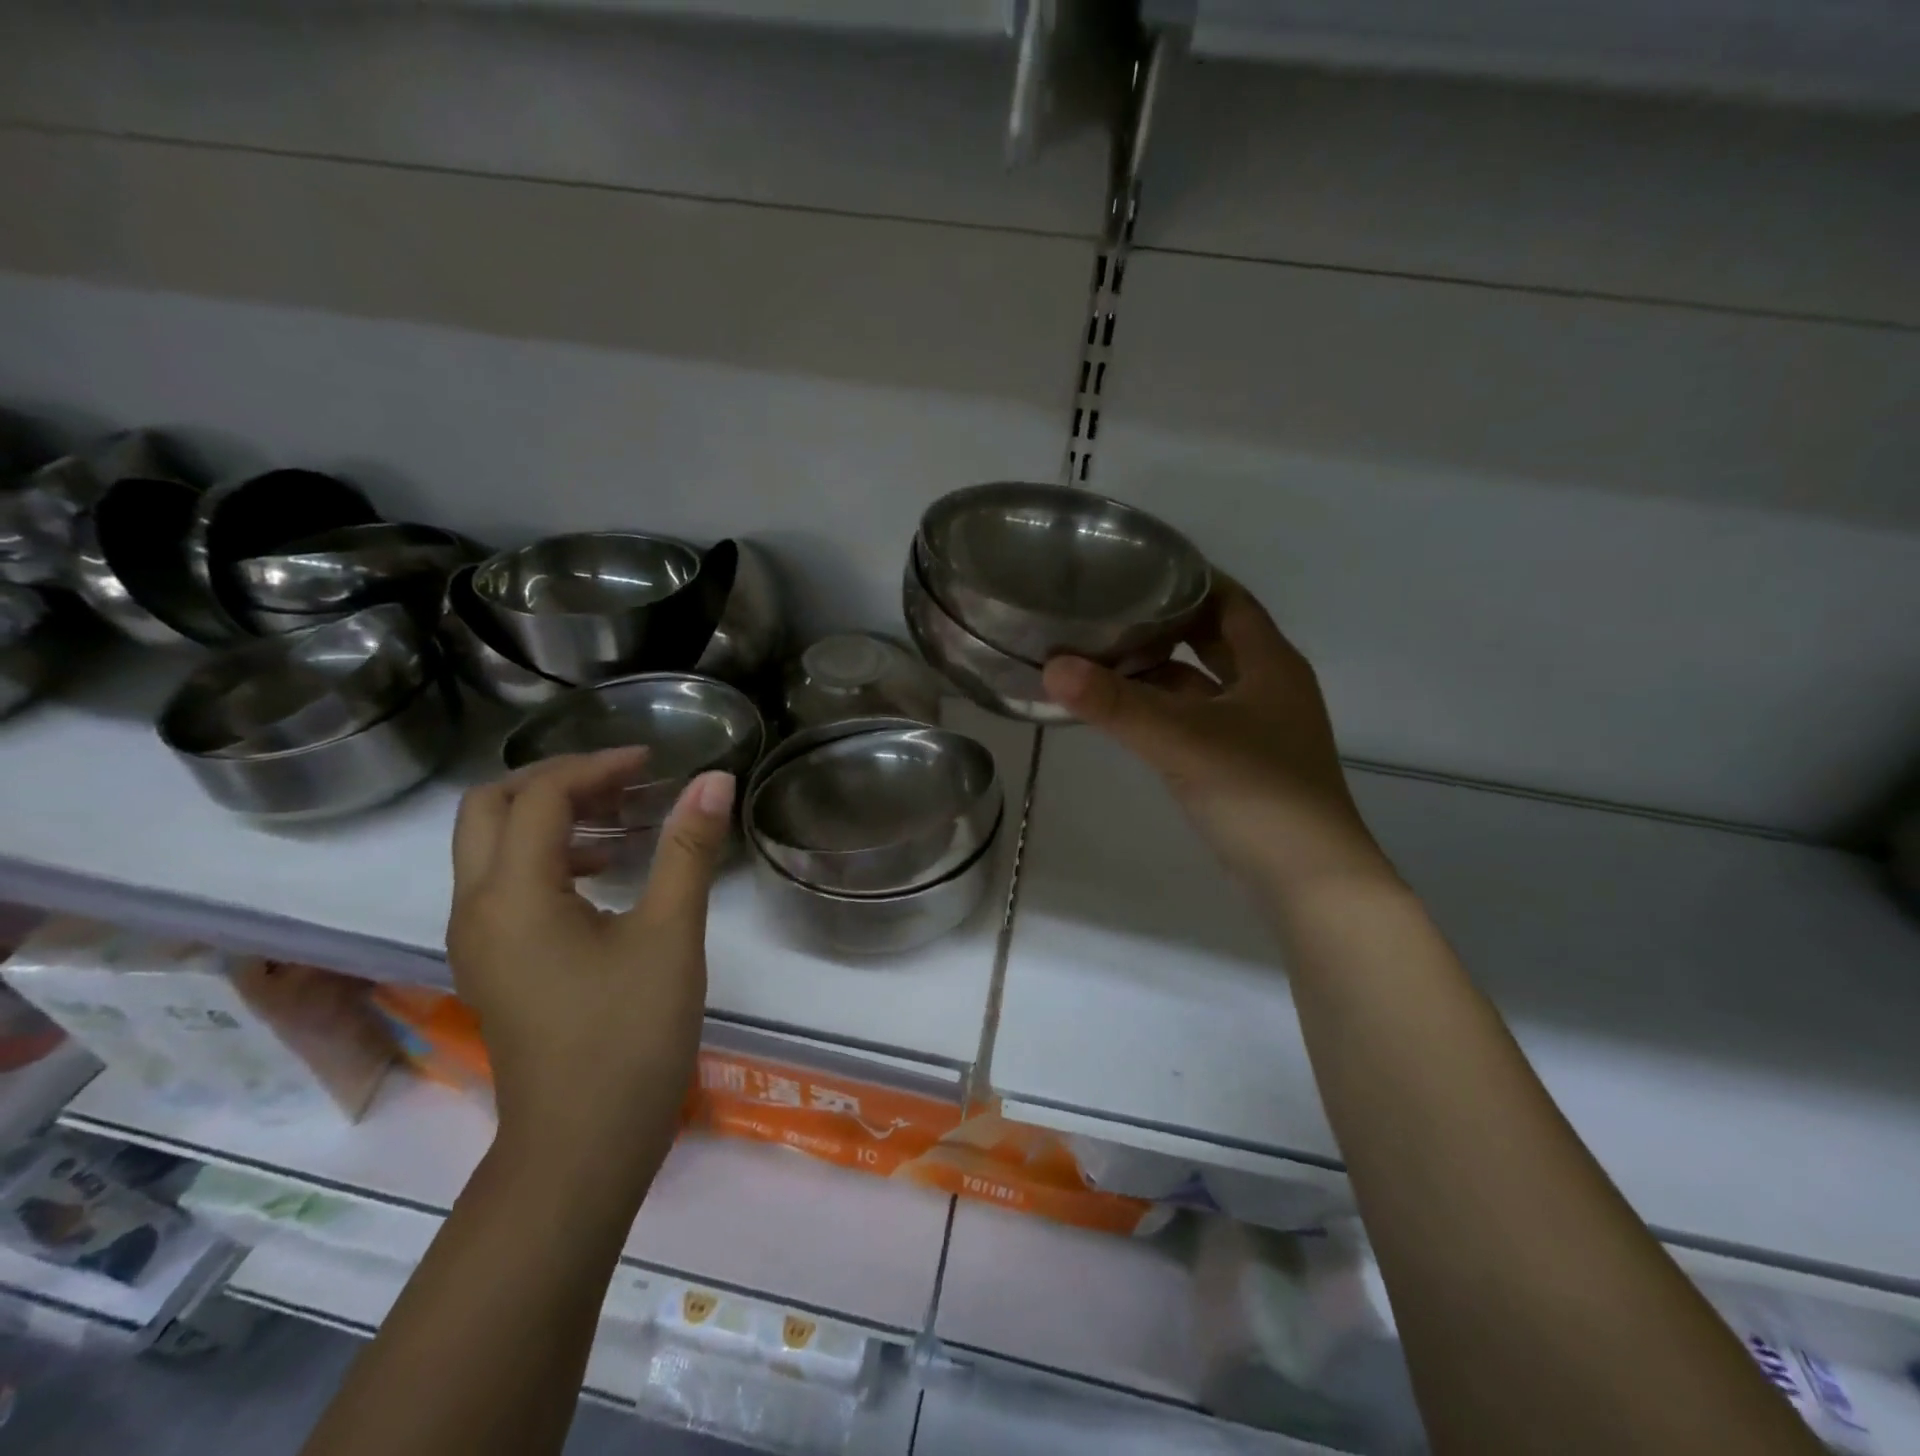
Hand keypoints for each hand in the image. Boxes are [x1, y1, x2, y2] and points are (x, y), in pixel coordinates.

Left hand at [446, 750, 734, 1185]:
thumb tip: (714, 780)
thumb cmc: (628, 1038)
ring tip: (620, 820)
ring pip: (491, 846)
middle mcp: (476, 908)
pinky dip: (547, 856)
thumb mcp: (670, 935)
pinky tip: (605, 874)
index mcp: (513, 895)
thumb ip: (687, 849)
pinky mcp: (494, 964)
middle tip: (623, 782)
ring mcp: (478, 940)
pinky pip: (504, 883)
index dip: (597, 766)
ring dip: (549, 816)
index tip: (654, 764)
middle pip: (490, 809)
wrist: (581, 1149)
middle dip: (555, 780)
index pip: (540, 796)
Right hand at [1042, 578, 1394, 898]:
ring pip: (1203, 684)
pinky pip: (1198, 720)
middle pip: (1215, 639)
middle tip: (1110, 609)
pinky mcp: (1243, 764)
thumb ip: (1116, 704)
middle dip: (1167, 624)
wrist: (1310, 881)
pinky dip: (1165, 711)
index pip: (1230, 600)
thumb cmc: (1258, 794)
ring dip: (1161, 671)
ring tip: (1105, 656)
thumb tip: (1052, 666)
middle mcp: (1268, 687)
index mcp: (1270, 664)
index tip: (1138, 567)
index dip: (1190, 579)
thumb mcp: (1182, 741)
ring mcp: (1258, 729)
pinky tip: (1127, 714)